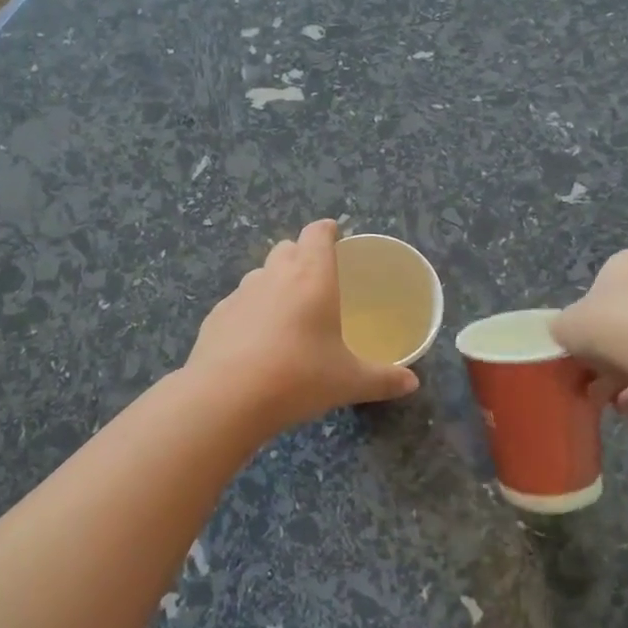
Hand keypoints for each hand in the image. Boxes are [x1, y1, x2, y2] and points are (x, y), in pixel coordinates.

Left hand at [187, 220, 419, 432]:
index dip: (327, 230)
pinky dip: (250, 311)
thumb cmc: (299, 378)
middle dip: (301, 254)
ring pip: (260, 274)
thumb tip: (411, 383)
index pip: (317, 234)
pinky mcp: (216, 316)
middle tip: (316, 279)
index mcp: (312, 277)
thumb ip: (383, 379)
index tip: (335, 233)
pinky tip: (255, 340)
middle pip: (286, 247)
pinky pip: (238, 303)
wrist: (227, 397)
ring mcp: (240, 294)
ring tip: (286, 312)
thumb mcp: (349, 382)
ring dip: (274, 282)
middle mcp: (274, 275)